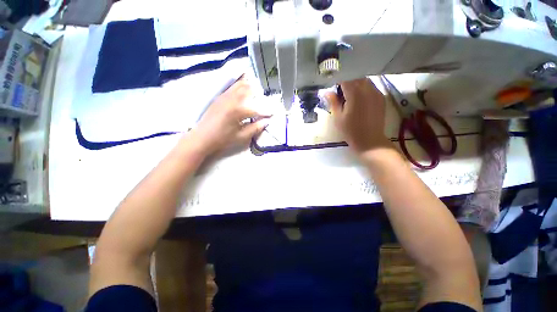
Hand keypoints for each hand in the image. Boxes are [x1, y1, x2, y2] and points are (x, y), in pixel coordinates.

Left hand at [187, 77, 270, 155]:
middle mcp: (232, 99)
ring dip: (250, 87)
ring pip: (240, 85)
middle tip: (265, 101)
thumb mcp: (241, 137)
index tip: (273, 113)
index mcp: (238, 111)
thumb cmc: (222, 139)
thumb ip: (255, 128)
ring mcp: (225, 96)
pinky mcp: (220, 97)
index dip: (266, 112)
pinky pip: (232, 87)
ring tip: (257, 92)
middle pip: (249, 91)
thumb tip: (266, 122)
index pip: (257, 109)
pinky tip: (244, 88)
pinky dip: (240, 85)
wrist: (202, 137)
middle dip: (259, 95)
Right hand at [325, 78, 389, 153]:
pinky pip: (372, 87)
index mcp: (355, 94)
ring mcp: (376, 93)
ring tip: (351, 97)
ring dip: (356, 85)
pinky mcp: (381, 98)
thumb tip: (327, 92)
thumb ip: (333, 103)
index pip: (345, 81)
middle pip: (356, 79)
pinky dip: (365, 89)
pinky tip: (361, 100)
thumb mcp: (338, 118)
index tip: (334, 92)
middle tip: (342, 95)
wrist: (369, 140)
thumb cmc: (350, 131)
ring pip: (365, 81)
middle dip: (347, 84)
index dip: (338, 85)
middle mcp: (367, 89)